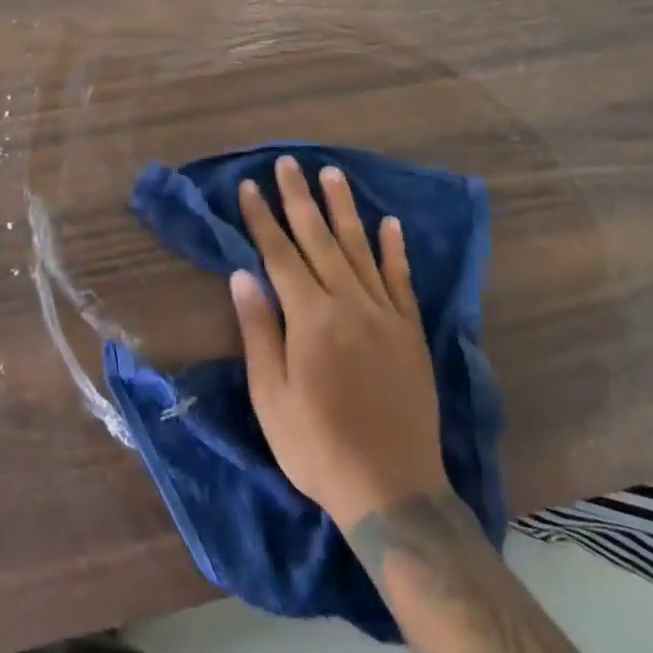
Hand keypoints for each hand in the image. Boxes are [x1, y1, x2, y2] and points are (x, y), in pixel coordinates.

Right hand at [232, 157, 447, 528]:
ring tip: (332, 174)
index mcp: (310, 317)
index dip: (263, 218)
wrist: (393, 489)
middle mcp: (348, 303)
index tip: (250, 186)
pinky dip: (395, 249)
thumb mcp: (271, 396)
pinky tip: (390, 223)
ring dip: (344, 208)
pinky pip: (401, 280)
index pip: (280, 253)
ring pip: (360, 247)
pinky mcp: (410, 331)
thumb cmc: (317, 446)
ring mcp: (384, 314)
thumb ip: (258, 329)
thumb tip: (242, 274)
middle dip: (299, 198)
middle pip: (319, 238)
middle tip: (288, 162)